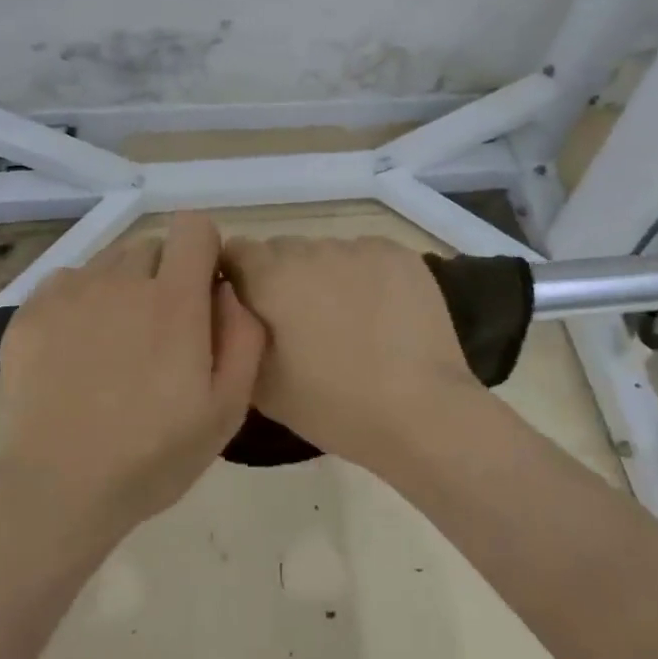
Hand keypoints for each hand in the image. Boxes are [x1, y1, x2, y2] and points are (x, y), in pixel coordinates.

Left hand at [0, 213, 264, 537]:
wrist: (56, 490)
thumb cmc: (152, 456)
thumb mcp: (227, 409)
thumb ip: (243, 336)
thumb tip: (227, 288)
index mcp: (173, 299)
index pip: (193, 226)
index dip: (204, 251)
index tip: (202, 290)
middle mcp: (121, 280)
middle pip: (152, 245)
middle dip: (164, 274)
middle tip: (159, 330)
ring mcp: (70, 292)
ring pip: (109, 261)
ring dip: (122, 286)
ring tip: (115, 342)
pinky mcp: (31, 311)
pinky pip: (67, 281)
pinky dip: (80, 301)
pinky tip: (76, 349)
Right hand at [220, 235, 476, 471]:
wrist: (422, 411)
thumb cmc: (334, 405)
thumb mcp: (261, 385)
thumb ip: (237, 334)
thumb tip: (235, 308)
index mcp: (271, 276)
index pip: (236, 251)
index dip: (239, 278)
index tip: (253, 310)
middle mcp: (311, 248)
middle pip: (282, 250)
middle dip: (283, 278)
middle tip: (301, 324)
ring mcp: (359, 247)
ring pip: (326, 252)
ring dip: (325, 276)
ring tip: (348, 322)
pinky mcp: (398, 253)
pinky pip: (365, 256)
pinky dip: (365, 277)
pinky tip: (381, 315)